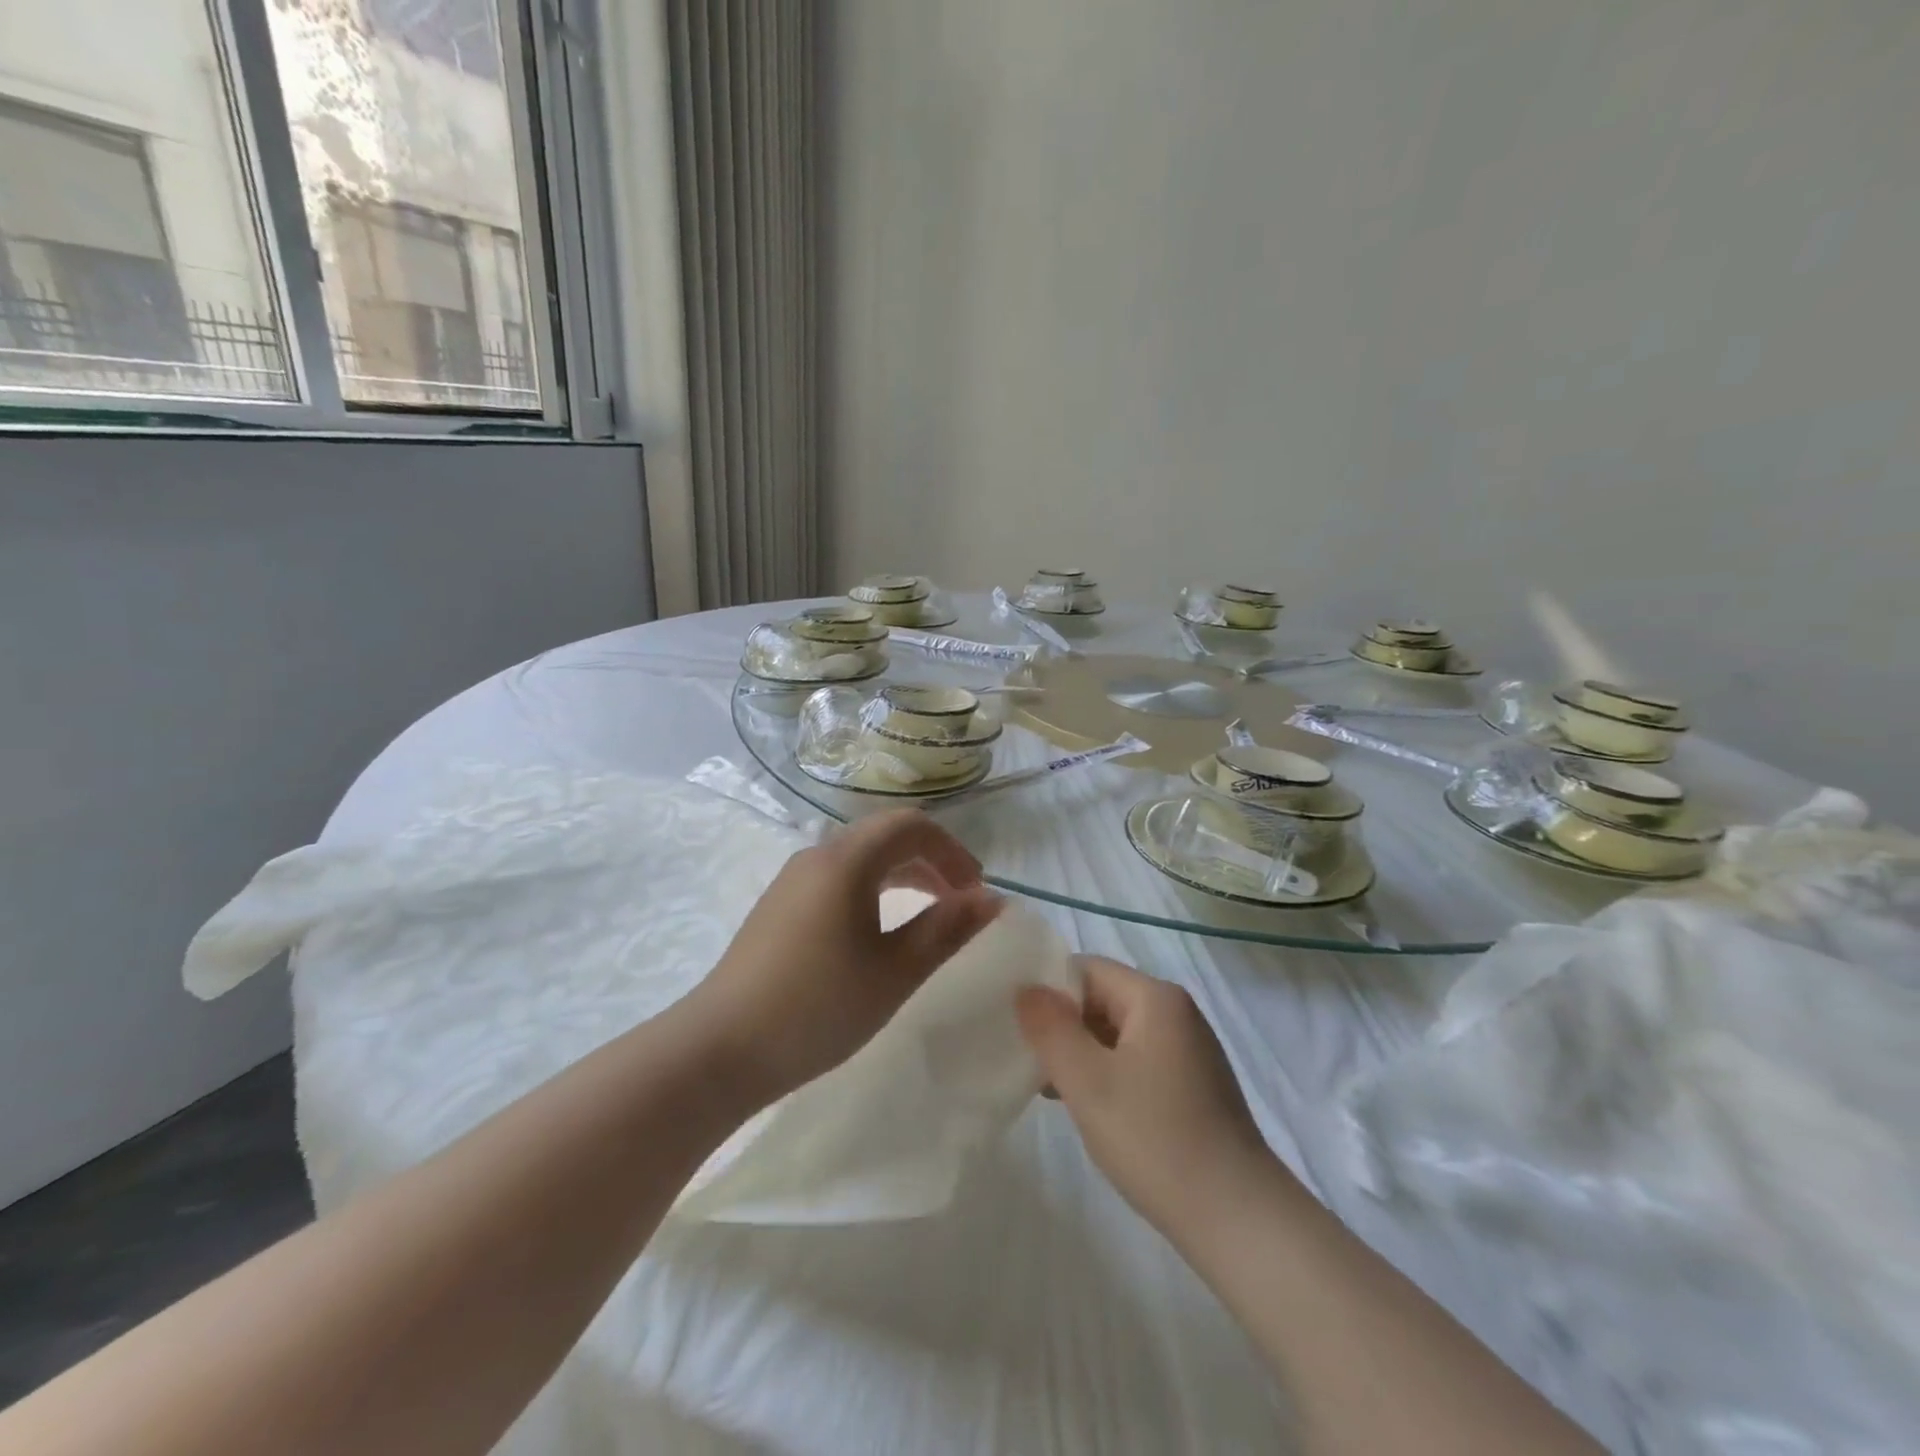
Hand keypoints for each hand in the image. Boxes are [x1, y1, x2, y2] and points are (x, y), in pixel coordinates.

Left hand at [691, 809, 1002, 1104]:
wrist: (721, 1048)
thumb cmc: (818, 1006)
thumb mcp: (895, 972)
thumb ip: (947, 929)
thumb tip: (992, 899)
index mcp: (846, 861)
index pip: (911, 826)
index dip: (952, 850)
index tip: (976, 890)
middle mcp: (817, 856)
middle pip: (885, 836)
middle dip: (931, 860)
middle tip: (961, 901)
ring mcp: (792, 880)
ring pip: (861, 857)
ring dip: (903, 875)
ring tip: (930, 913)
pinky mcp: (779, 905)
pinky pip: (838, 877)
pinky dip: (873, 889)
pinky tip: (880, 930)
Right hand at [1016, 956, 1276, 1240]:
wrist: (1237, 1218)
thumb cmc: (1155, 1139)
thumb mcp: (1088, 1081)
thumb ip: (1050, 1028)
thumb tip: (1027, 988)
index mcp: (1155, 998)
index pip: (1087, 969)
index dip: (1048, 991)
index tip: (1018, 1027)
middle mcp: (1177, 1012)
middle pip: (1103, 998)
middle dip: (1063, 1026)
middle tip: (1030, 1062)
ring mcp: (1189, 1049)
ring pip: (1118, 1033)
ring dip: (1083, 1054)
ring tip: (1051, 1090)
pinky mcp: (1194, 1084)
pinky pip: (1138, 1060)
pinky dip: (1109, 1074)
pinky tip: (1091, 1109)